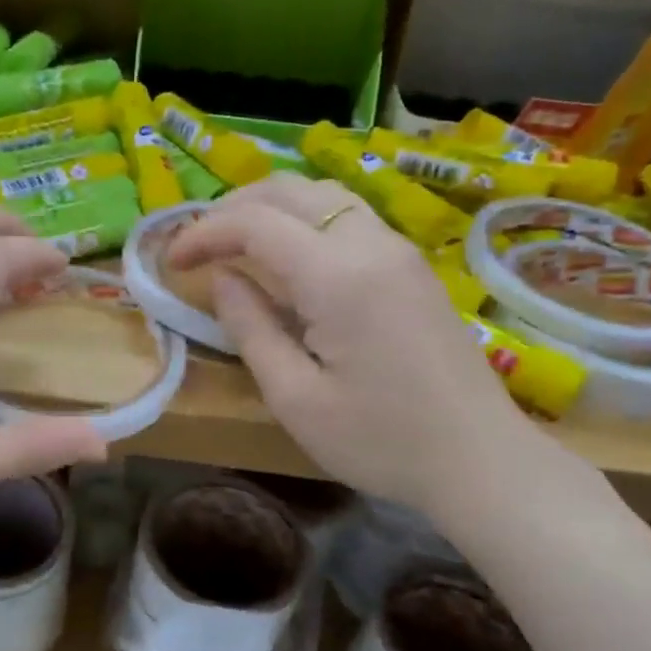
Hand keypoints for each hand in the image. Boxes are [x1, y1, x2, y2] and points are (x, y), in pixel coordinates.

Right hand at [167, 175, 531, 513]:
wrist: (480, 459)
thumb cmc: (379, 442)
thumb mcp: (294, 397)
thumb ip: (251, 328)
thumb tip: (222, 279)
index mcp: (338, 277)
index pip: (255, 223)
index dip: (203, 233)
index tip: (171, 262)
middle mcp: (372, 244)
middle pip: (290, 190)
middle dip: (232, 208)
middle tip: (196, 245)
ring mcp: (399, 251)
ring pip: (322, 196)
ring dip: (270, 208)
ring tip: (233, 244)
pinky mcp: (411, 267)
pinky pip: (347, 218)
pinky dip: (303, 221)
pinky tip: (286, 258)